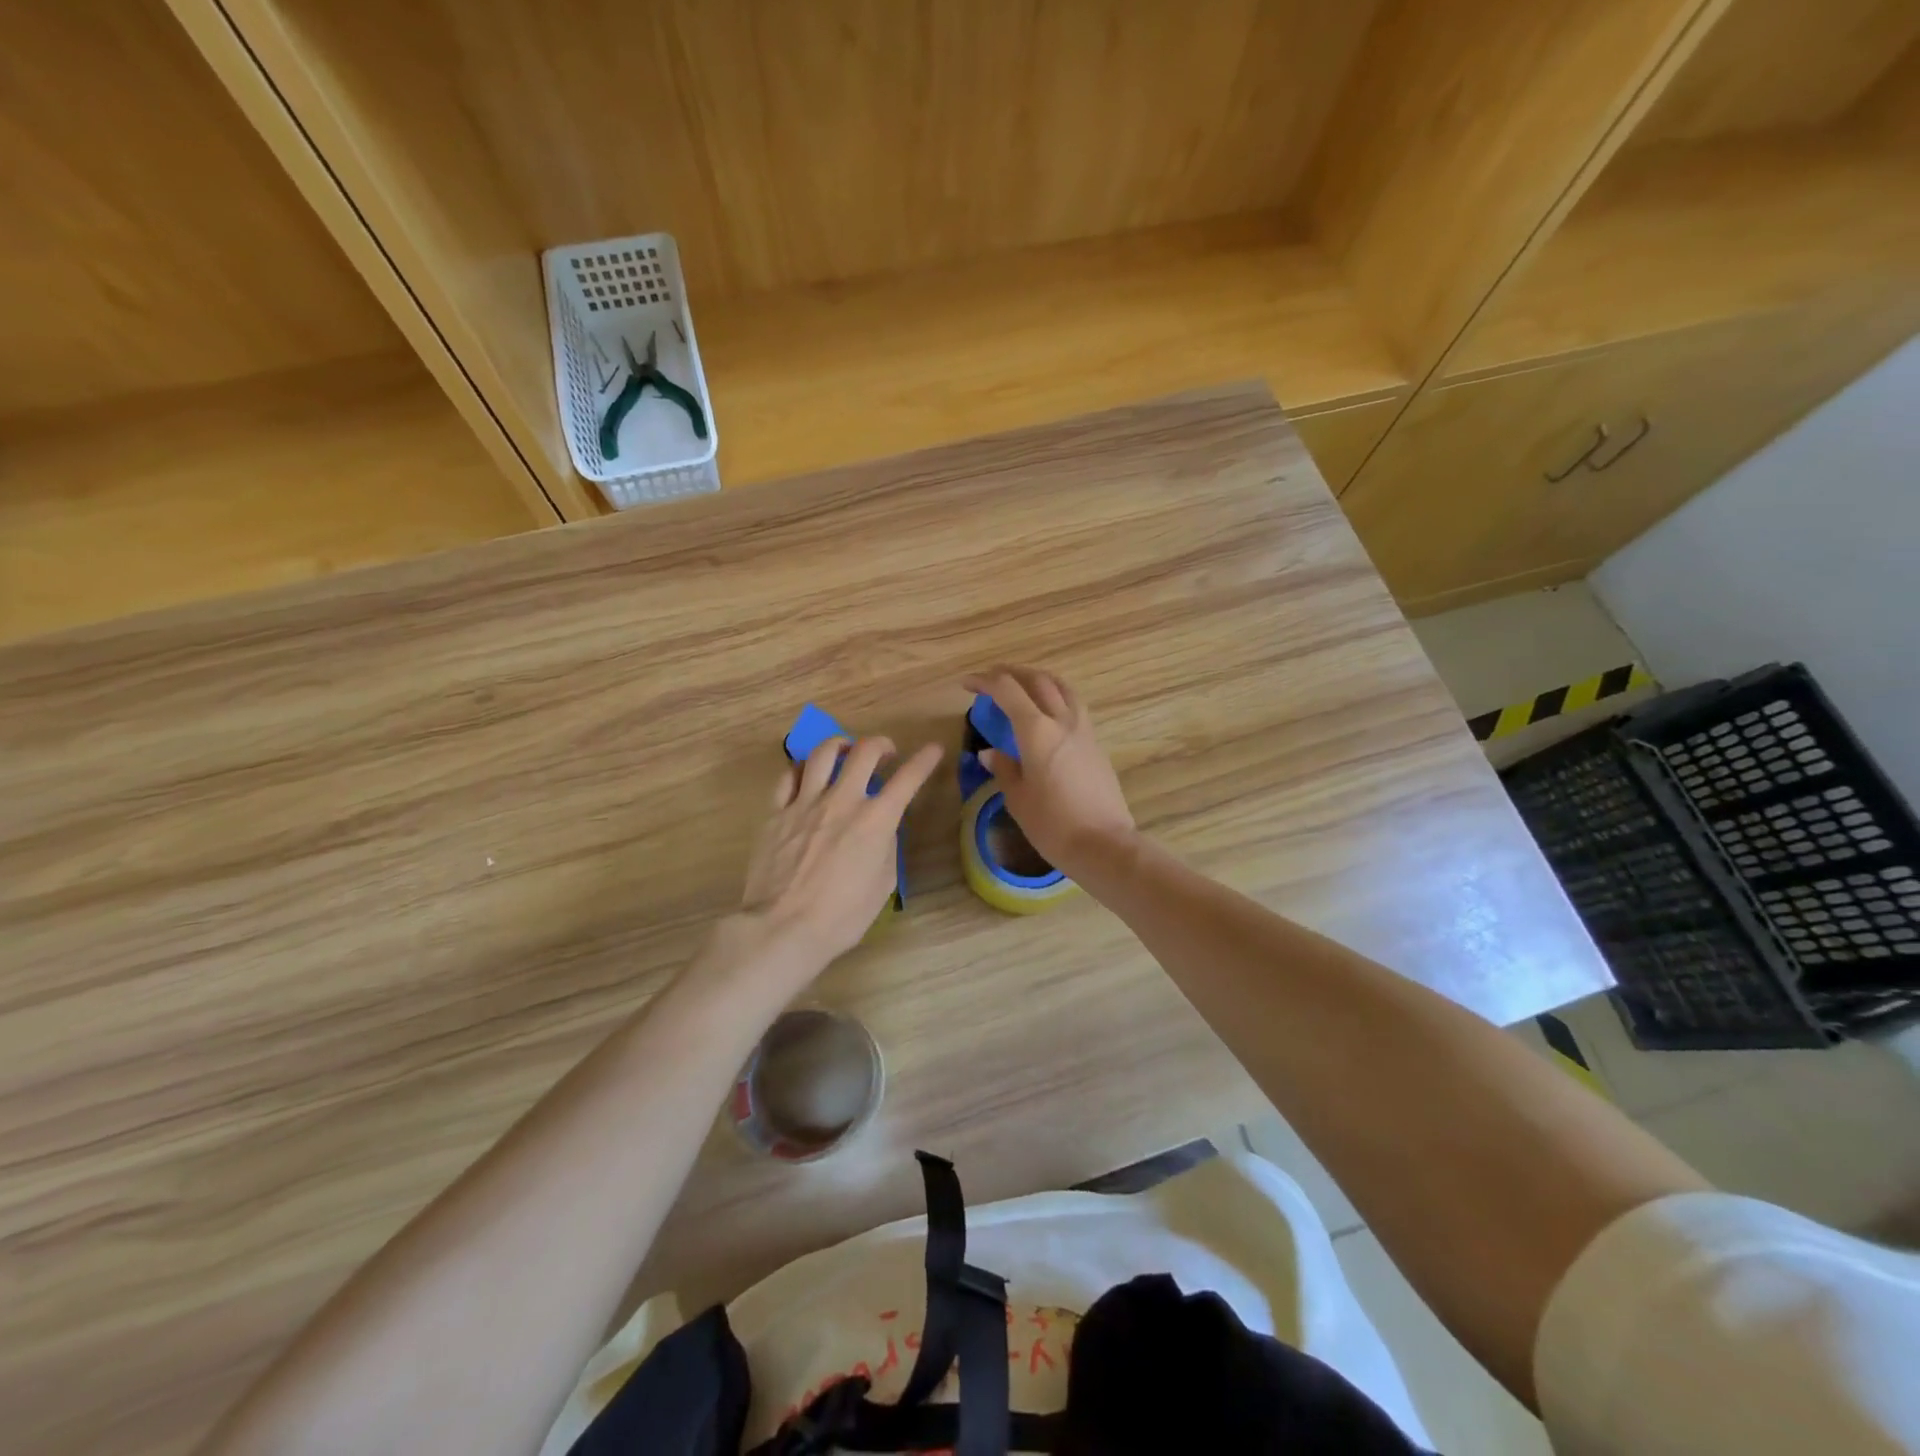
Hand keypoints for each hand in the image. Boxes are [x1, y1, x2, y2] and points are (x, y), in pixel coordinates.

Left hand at [741, 734, 942, 968]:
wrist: (783, 927)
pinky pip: (788, 776)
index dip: (925, 760)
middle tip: (886, 752)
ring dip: (840, 745)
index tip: (933, 749)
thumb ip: (886, 848)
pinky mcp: (775, 812)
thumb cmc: (841, 916)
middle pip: (864, 751)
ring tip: (845, 751)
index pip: (908, 779)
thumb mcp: (882, 885)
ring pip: (822, 753)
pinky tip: (806, 775)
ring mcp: (805, 803)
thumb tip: (882, 830)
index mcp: (875, 820)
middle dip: (881, 744)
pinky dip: (802, 769)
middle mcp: (842, 801)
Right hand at [963, 667, 1134, 877]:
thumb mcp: (1017, 798)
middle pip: (1037, 680)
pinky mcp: (1096, 743)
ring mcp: (1084, 729)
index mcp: (1037, 731)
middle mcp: (1062, 720)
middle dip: (1011, 673)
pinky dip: (1056, 695)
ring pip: (1062, 687)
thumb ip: (1003, 768)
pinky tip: (1048, 711)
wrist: (1103, 844)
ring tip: (1023, 685)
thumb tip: (989, 753)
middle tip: (992, 678)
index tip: (967, 685)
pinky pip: (1074, 705)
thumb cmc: (1052, 824)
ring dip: (1039, 679)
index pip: (1007, 690)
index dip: (984, 681)